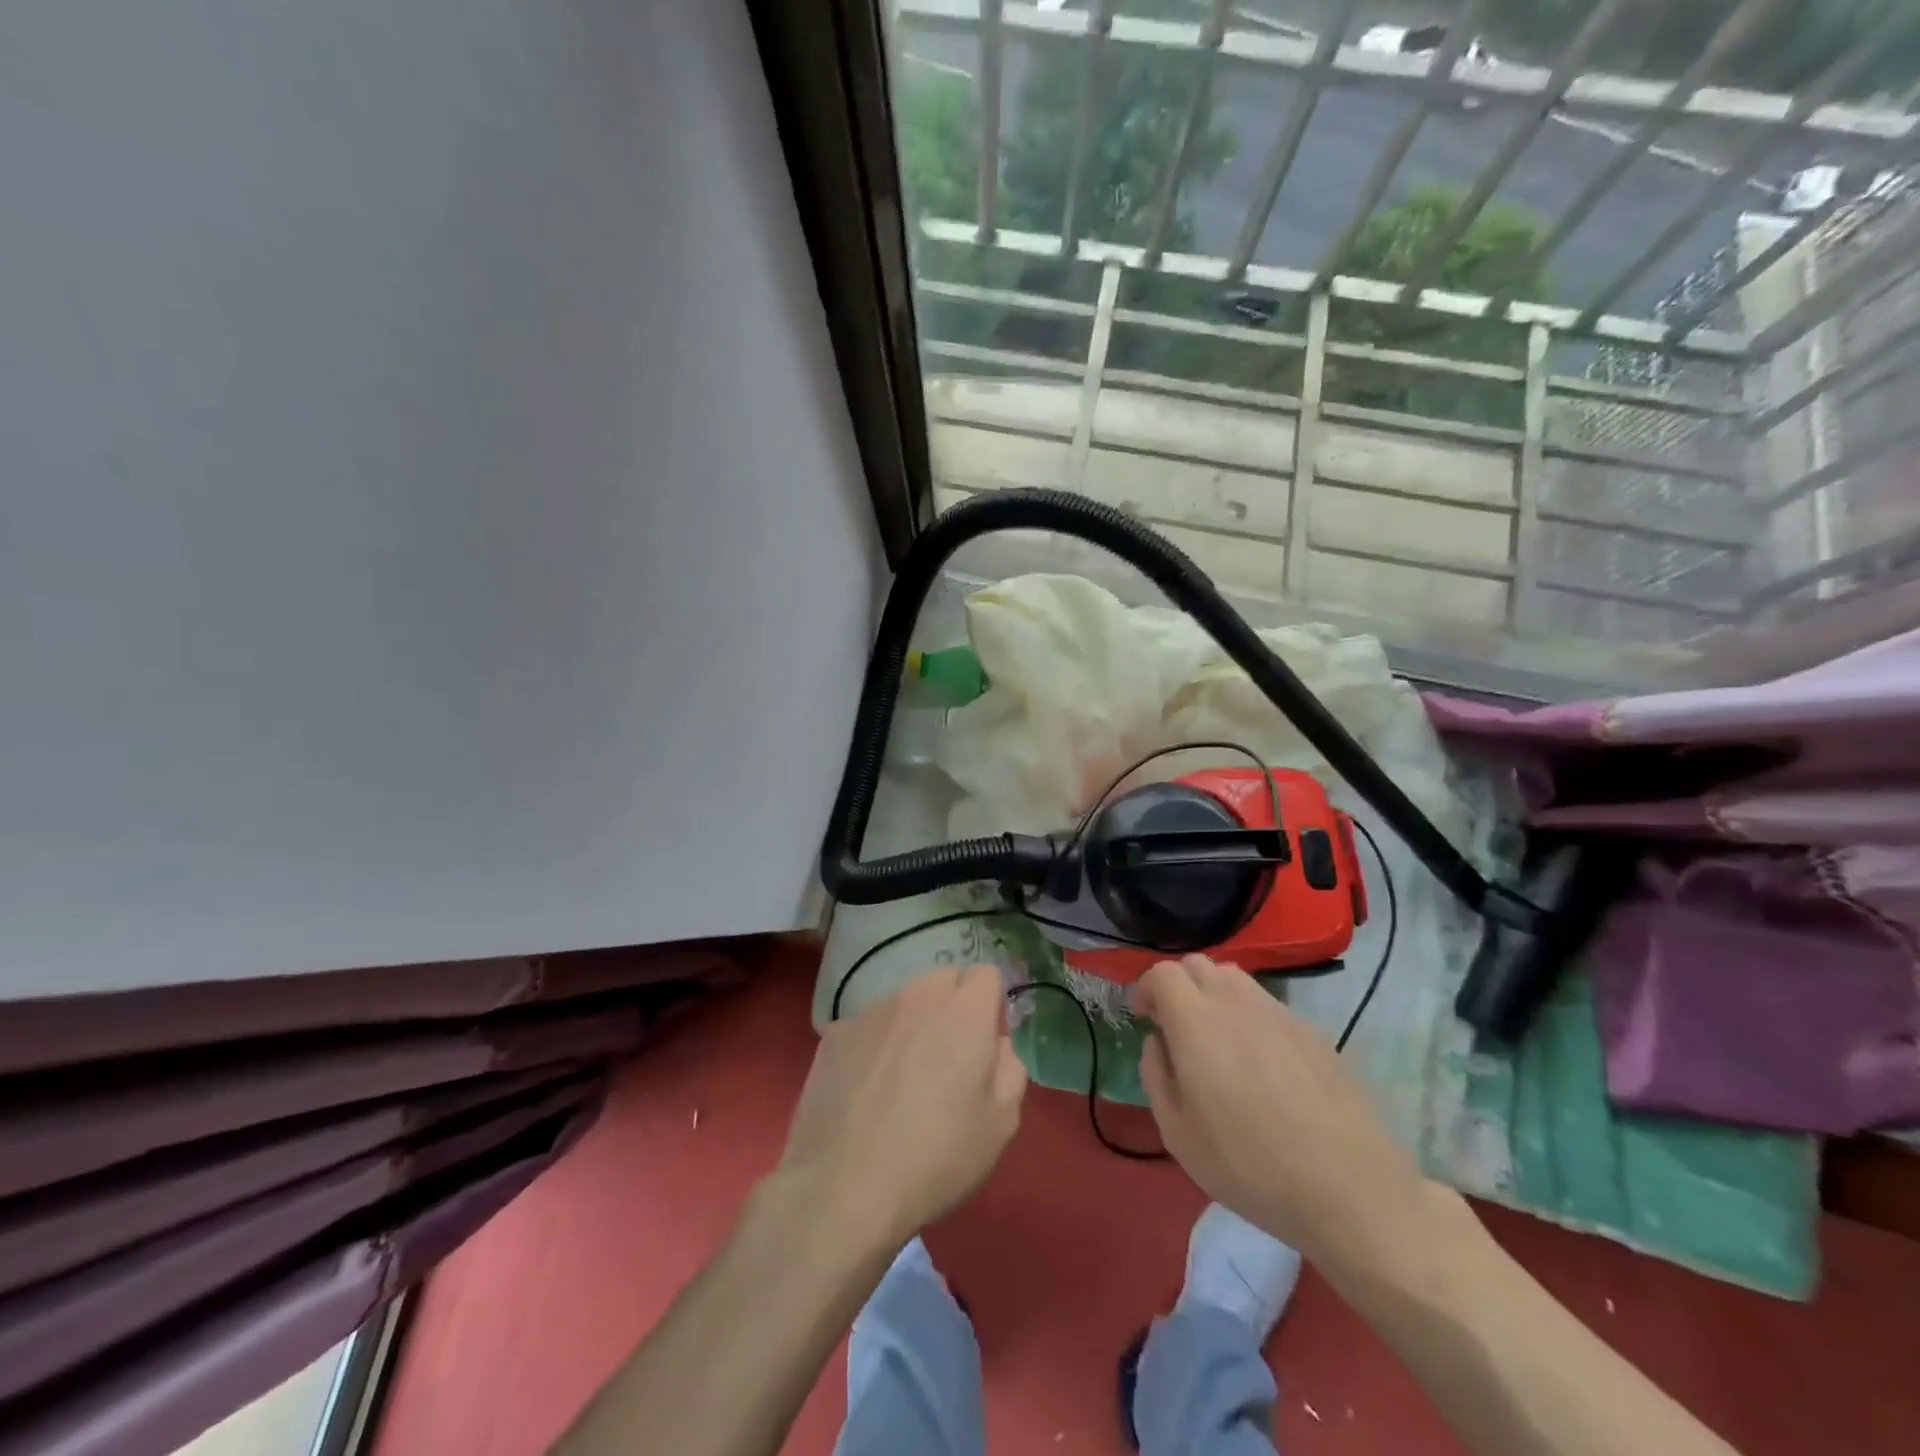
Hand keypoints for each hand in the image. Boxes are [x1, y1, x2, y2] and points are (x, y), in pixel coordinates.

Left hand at [773, 964, 1026, 1254]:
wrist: (842, 1188)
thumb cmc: (936, 1158)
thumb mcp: (1001, 1123)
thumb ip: (1009, 1066)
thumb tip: (995, 1042)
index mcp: (964, 1012)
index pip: (986, 974)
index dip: (991, 1005)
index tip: (985, 1045)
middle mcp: (916, 997)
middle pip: (944, 980)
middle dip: (954, 1007)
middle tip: (948, 1059)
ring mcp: (870, 1011)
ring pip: (904, 1001)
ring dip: (913, 1024)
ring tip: (902, 1079)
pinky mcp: (834, 1033)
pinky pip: (868, 1025)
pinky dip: (875, 1044)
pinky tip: (866, 1090)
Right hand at [1136, 954, 1429, 1266]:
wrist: (1350, 1189)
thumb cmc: (1250, 1167)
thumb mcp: (1178, 1135)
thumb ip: (1156, 1075)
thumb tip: (1158, 1041)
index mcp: (1196, 1022)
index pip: (1163, 973)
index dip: (1147, 989)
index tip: (1145, 1019)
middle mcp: (1236, 1003)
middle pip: (1198, 965)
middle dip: (1179, 987)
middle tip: (1178, 1029)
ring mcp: (1279, 1013)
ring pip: (1235, 979)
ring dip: (1215, 996)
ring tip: (1220, 1042)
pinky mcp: (1313, 1031)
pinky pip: (1269, 1005)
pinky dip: (1251, 1017)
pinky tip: (1263, 1066)